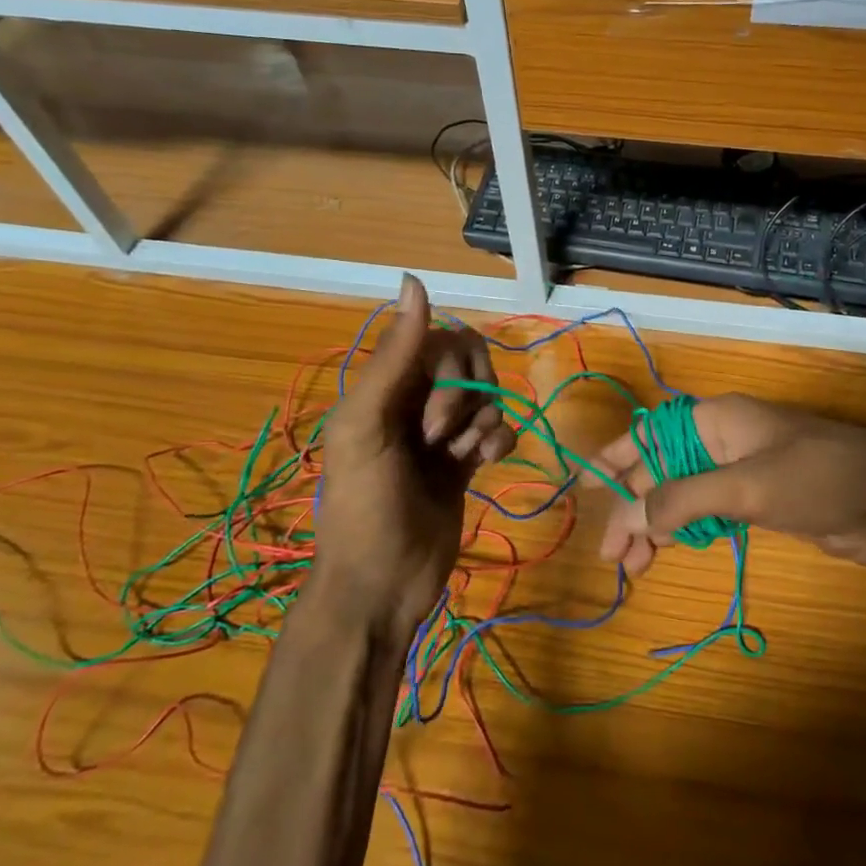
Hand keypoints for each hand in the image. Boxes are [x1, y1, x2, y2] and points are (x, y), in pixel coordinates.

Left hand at [307, 275, 515, 634]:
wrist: (382, 585)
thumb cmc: (366, 504)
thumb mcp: (367, 424)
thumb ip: (395, 354)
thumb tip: (413, 279)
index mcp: (387, 384)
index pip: (443, 342)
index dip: (452, 375)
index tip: (432, 421)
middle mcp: (417, 399)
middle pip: (471, 365)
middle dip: (467, 400)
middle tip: (442, 442)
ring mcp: (444, 430)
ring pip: (488, 395)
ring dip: (484, 423)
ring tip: (462, 458)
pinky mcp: (467, 459)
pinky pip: (499, 427)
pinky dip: (500, 440)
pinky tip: (487, 463)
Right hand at [594, 393, 865, 573]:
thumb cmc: (817, 479)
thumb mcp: (746, 487)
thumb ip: (685, 498)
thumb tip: (631, 515)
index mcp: (717, 420)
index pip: (651, 433)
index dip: (615, 458)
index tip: (584, 489)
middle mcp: (722, 440)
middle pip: (662, 469)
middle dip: (633, 507)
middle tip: (610, 554)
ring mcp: (740, 471)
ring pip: (681, 494)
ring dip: (655, 525)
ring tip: (631, 566)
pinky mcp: (757, 500)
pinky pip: (706, 512)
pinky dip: (683, 531)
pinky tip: (666, 552)